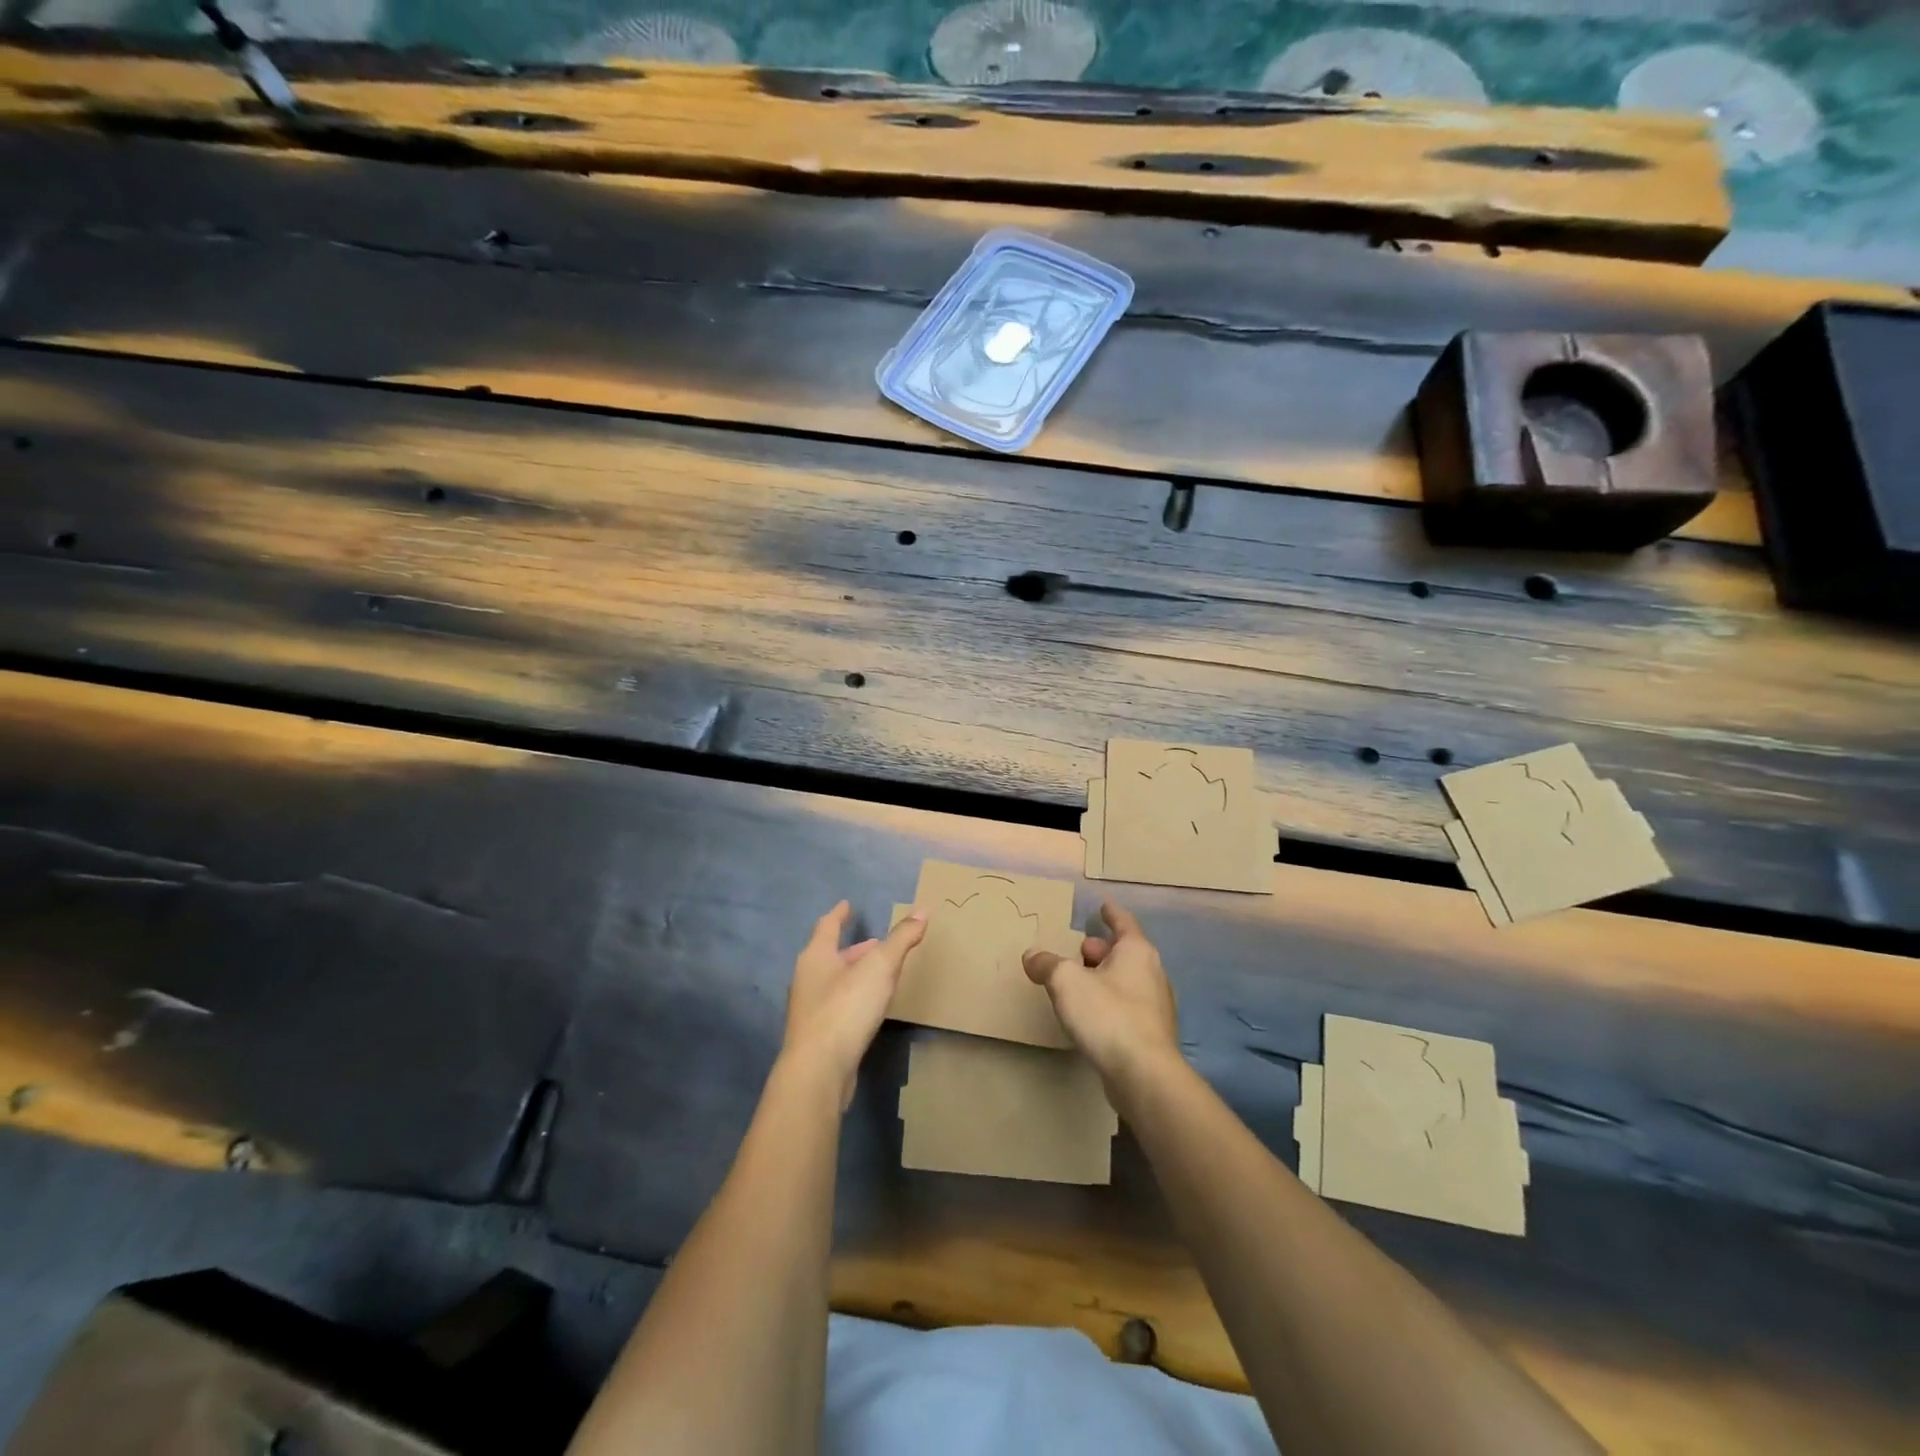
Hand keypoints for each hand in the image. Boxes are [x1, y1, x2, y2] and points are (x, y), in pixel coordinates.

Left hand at [783, 900, 926, 1107]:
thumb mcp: (880, 967)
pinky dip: (853, 998)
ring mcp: (809, 1010)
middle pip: (830, 955)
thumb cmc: (846, 1009)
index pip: (827, 926)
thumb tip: (923, 910)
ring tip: (878, 973)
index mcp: (816, 957)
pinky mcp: (818, 1037)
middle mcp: (807, 979)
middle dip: (853, 948)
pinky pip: (837, 1006)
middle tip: (876, 943)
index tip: (847, 904)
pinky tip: (869, 1008)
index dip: (839, 914)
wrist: (818, 1072)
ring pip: (834, 982)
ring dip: (854, 974)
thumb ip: (901, 939)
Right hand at [1023, 899, 1179, 1094]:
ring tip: (1078, 983)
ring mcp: (1156, 1006)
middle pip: (1124, 952)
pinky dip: (1109, 1002)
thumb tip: (1032, 956)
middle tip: (1077, 951)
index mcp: (1137, 952)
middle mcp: (1152, 973)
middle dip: (1100, 950)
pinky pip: (1127, 1007)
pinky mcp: (1151, 1035)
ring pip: (1126, 980)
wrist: (1144, 1075)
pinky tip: (1091, 1015)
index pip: (1123, 922)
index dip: (1110, 913)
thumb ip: (1047, 964)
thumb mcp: (1066, 982)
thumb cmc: (1107, 1015)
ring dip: (1104, 977)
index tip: (1102, 905)